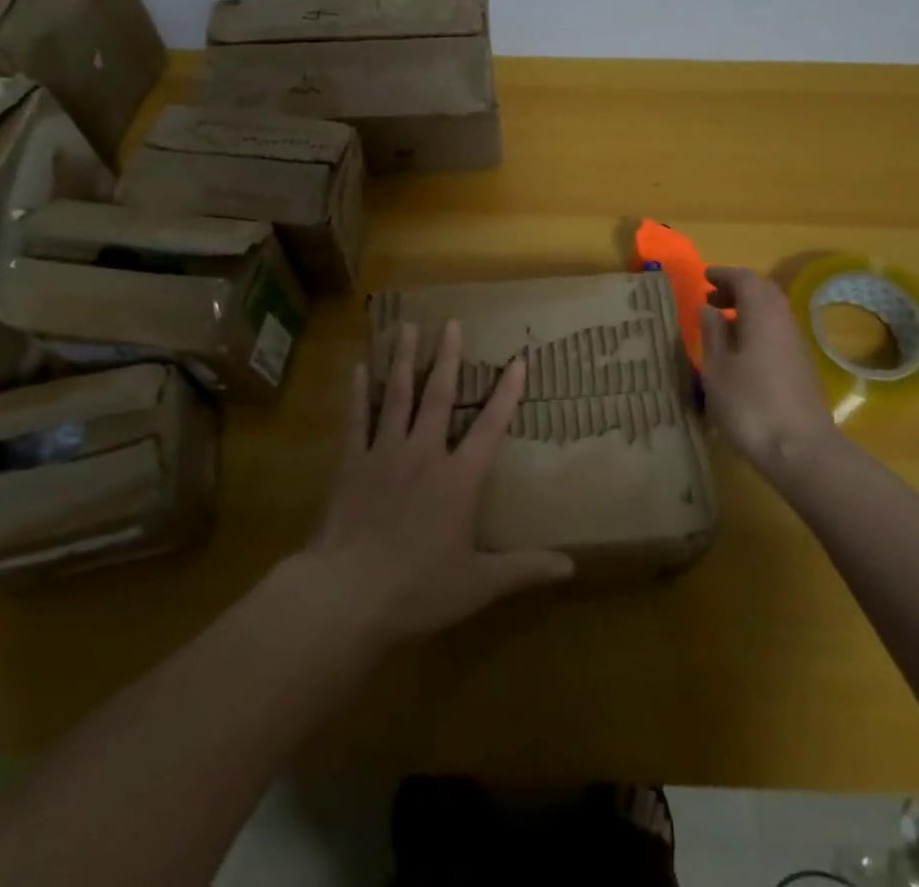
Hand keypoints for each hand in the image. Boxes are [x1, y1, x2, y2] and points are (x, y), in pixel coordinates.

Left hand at [304, 319, 574, 647]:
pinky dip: (358, 392)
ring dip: (403, 360)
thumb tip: (572, 567)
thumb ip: (523, 569)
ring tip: (407, 326)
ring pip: (396, 396)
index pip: (490, 427)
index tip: (518, 360)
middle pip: (438, 396)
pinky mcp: (351, 463)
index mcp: (458, 479)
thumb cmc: (417, 590)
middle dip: (447, 357)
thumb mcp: (478, 585)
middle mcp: (424, 453)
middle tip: (452, 322)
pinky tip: (358, 367)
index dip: (507, 393)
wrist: (346, 596)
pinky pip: (357, 419)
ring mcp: (384, 453)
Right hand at [699, 266, 841, 473]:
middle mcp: (784, 322)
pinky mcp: (802, 366)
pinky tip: (740, 350)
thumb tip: (708, 308)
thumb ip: (712, 333)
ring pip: (773, 312)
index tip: (704, 277)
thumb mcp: (718, 368)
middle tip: (711, 297)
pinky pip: (777, 331)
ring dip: (748, 309)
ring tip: (721, 323)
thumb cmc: (751, 405)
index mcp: (763, 315)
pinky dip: (757, 327)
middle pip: (764, 292)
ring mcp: (797, 345)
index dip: (724, 274)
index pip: (746, 279)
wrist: (801, 450)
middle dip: (738, 289)